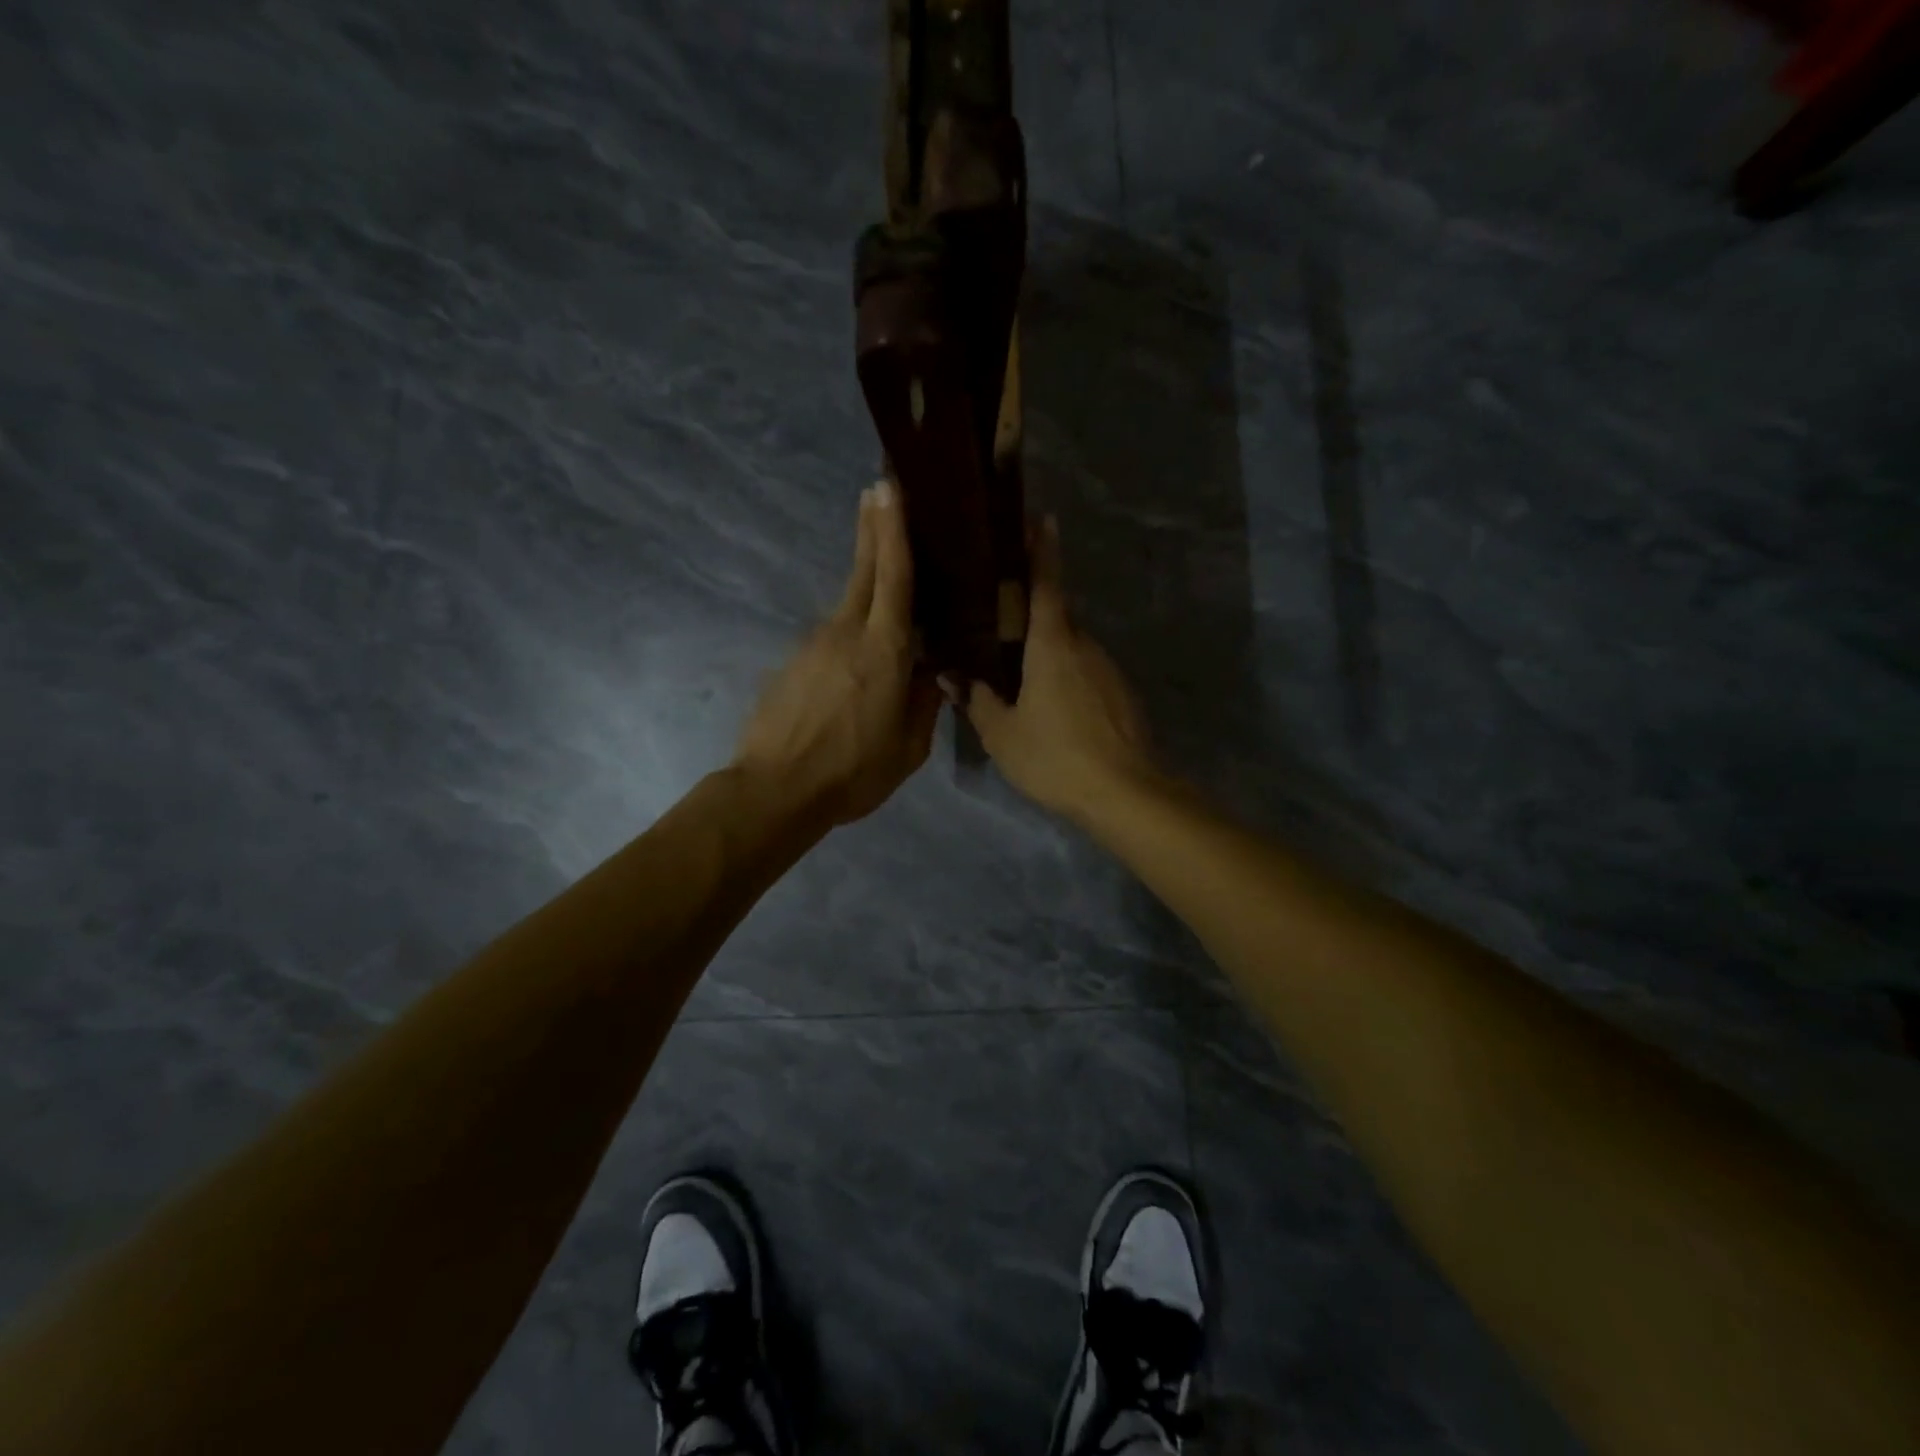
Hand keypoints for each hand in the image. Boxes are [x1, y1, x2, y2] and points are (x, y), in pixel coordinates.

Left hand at [733, 480, 941, 826]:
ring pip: (848, 603)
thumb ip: (923, 703)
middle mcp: (846, 634)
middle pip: (864, 570)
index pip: (893, 578)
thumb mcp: (908, 747)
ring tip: (885, 574)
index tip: (889, 488)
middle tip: (878, 489)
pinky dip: (849, 629)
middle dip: (873, 528)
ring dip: (866, 581)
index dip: (893, 531)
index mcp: (884, 650)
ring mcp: (814, 646)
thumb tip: (929, 673)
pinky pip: (831, 637)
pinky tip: (857, 656)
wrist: (775, 790)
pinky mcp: (793, 664)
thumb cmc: (852, 772)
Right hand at [962, 515, 1156, 819]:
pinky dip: (1066, 678)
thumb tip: (951, 675)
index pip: (1046, 583)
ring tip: (1016, 676)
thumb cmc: (1055, 756)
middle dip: (1029, 617)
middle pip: (1055, 618)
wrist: (1124, 794)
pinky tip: (1050, 708)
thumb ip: (977, 700)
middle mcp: (1085, 646)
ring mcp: (1108, 670)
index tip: (1039, 517)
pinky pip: (1085, 673)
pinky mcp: (1121, 695)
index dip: (1041, 549)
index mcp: (1053, 643)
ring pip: (1070, 649)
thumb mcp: (1002, 733)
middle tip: (996, 624)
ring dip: (1046, 654)